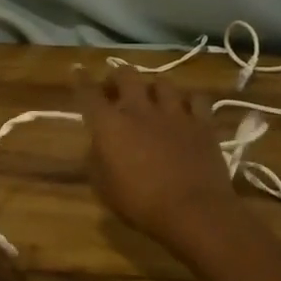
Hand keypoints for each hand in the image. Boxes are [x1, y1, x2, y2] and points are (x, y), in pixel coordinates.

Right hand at [73, 67, 238, 250]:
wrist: (193, 211)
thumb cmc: (141, 204)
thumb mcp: (104, 188)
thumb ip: (97, 160)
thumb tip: (98, 145)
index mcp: (110, 126)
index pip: (89, 93)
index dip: (81, 80)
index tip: (78, 70)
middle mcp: (140, 110)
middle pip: (126, 76)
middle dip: (117, 76)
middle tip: (115, 87)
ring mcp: (174, 113)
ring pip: (162, 82)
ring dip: (152, 86)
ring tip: (152, 96)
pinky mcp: (202, 123)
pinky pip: (196, 99)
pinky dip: (188, 100)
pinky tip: (185, 108)